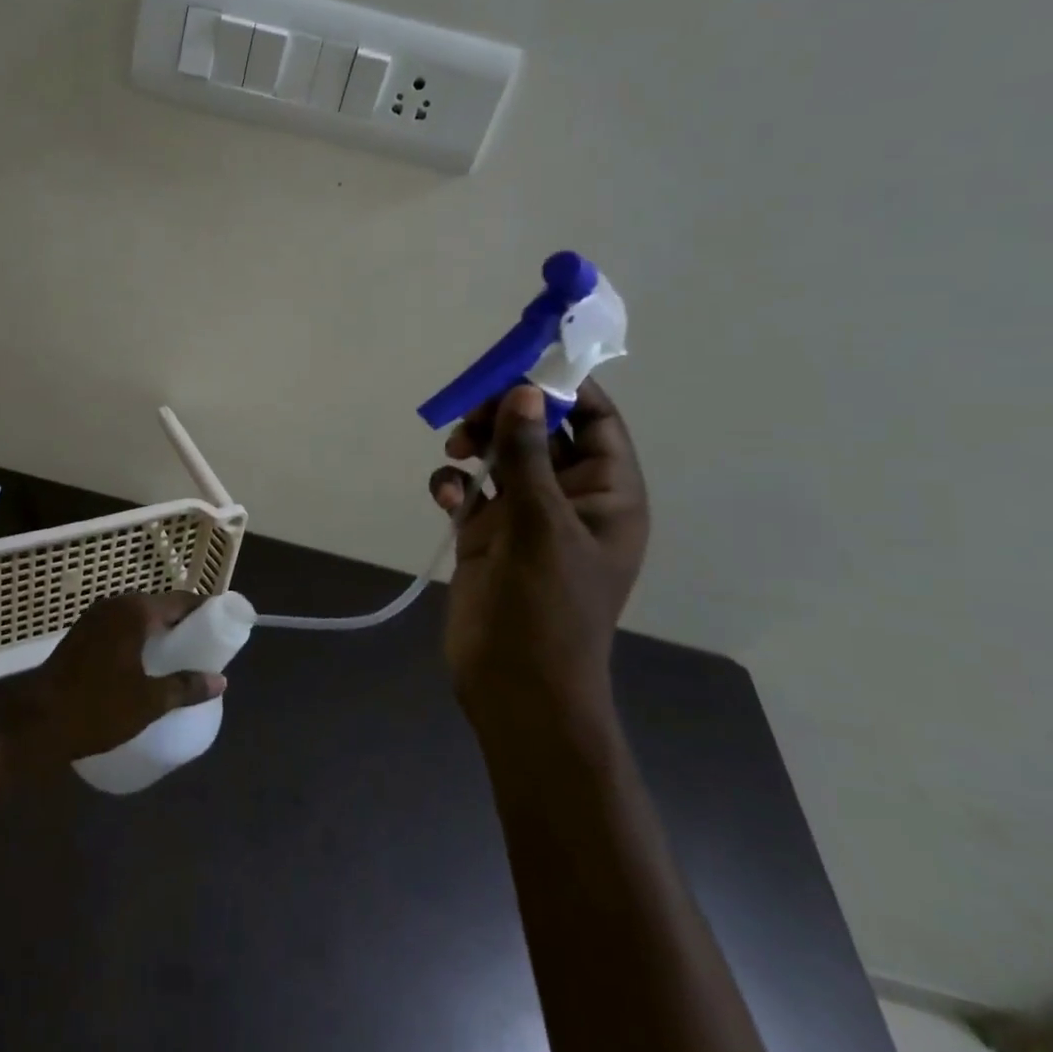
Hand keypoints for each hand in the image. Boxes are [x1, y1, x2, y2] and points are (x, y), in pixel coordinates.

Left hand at [5, 591, 225, 765]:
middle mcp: (115, 605)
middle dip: (183, 622)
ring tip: (179, 656)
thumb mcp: (148, 702)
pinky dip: (139, 638)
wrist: (35, 722)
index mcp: (135, 612)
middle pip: (160, 606)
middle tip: (204, 645)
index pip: (181, 600)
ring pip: (139, 617)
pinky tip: (146, 662)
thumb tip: (220, 680)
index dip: (205, 611)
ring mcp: (95, 617)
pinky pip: (121, 627)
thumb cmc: (96, 708)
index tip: (224, 626)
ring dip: (159, 631)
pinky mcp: (82, 634)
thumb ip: (186, 687)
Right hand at [428, 379, 649, 734]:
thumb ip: (527, 454)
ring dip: (476, 444)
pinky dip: (455, 484)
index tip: (519, 366)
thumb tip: (523, 391)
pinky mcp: (488, 535)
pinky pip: (471, 491)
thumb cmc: (546, 606)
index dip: (563, 388)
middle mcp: (570, 499)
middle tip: (471, 410)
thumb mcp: (540, 523)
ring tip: (455, 450)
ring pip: (502, 456)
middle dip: (506, 415)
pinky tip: (445, 496)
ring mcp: (527, 517)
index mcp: (608, 494)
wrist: (514, 685)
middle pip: (541, 432)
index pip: (596, 421)